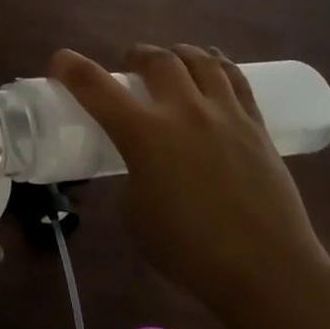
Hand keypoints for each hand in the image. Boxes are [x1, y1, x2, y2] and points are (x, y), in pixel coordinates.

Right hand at [51, 45, 329, 319]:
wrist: (269, 274)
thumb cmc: (191, 253)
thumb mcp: (136, 216)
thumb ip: (130, 178)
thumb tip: (136, 166)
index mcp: (144, 135)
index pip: (95, 85)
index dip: (70, 67)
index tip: (60, 62)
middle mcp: (182, 111)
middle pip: (155, 58)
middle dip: (135, 55)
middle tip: (129, 68)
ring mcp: (224, 114)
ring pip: (198, 59)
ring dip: (176, 54)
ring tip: (171, 64)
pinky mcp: (256, 125)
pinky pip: (235, 78)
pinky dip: (216, 65)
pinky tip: (212, 68)